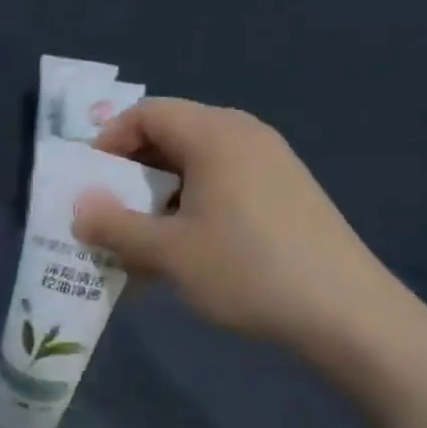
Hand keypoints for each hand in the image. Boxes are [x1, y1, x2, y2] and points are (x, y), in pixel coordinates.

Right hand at [73, 99, 404, 355]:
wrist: (349, 315)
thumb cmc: (248, 270)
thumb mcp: (169, 252)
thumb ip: (115, 226)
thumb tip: (78, 207)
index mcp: (214, 134)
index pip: (147, 113)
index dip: (108, 141)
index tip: (89, 182)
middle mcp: (244, 135)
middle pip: (171, 136)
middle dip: (132, 174)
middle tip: (110, 214)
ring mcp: (271, 163)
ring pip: (196, 166)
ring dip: (160, 198)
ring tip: (143, 244)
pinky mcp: (287, 193)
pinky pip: (224, 185)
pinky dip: (192, 209)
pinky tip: (186, 254)